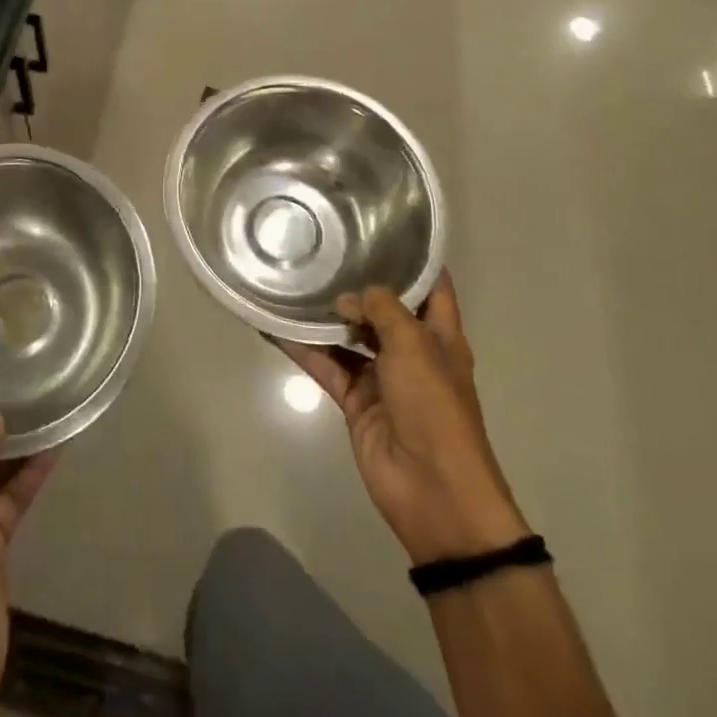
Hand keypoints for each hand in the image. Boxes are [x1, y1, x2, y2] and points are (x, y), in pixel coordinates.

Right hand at [280, 274, 528, 564]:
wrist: (432, 490)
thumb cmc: (435, 407)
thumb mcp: (415, 346)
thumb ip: (381, 311)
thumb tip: (348, 298)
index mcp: (441, 336)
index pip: (431, 286)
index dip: (414, 258)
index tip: (383, 226)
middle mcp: (412, 351)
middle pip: (384, 309)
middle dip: (359, 283)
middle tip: (323, 247)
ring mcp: (382, 377)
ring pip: (349, 336)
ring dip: (326, 315)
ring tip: (294, 279)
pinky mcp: (355, 400)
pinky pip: (326, 365)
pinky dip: (304, 348)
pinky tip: (276, 325)